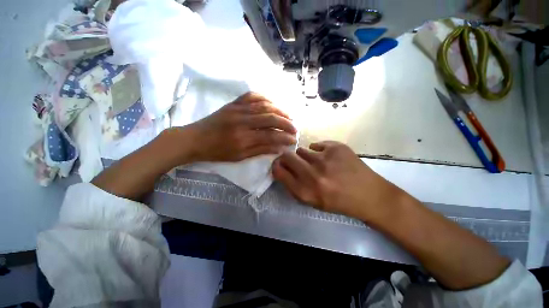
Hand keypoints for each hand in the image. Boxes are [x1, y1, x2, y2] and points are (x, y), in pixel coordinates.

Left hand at [182, 92, 296, 162]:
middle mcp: (242, 121)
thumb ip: (260, 151)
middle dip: (286, 123)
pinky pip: (252, 96)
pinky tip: (272, 103)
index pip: (270, 136)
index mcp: (243, 138)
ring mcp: (237, 109)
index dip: (284, 138)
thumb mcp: (239, 157)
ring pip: (264, 105)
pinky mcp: (233, 103)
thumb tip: (278, 148)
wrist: (195, 139)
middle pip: (270, 118)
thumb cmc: (217, 152)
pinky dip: (265, 98)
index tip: (293, 140)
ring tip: (288, 117)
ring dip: (279, 110)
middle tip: (294, 128)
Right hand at [272, 141, 402, 221]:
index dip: (276, 166)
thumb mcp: (313, 202)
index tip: (279, 165)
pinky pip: (316, 145)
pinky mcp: (337, 148)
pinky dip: (319, 151)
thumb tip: (281, 169)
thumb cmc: (339, 202)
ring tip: (317, 162)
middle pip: (287, 156)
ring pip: (301, 150)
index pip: (279, 172)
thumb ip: (294, 187)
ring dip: (305, 156)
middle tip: (293, 160)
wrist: (370, 196)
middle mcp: (312, 175)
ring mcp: (325, 159)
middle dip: (286, 158)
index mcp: (305, 192)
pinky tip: (329, 158)